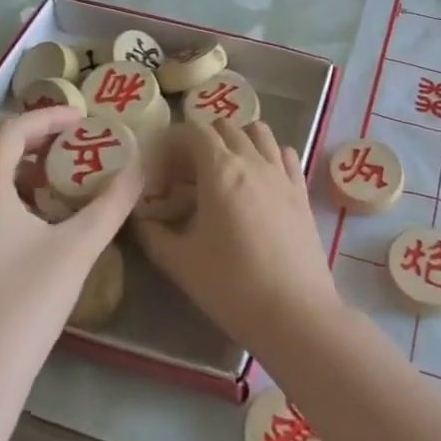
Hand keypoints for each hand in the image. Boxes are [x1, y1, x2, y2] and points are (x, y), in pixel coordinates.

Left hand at [0, 107, 140, 421]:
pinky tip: (28, 220)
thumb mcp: (78, 249)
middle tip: (65, 143)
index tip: (84, 120)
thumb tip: (142, 165)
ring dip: (9, 162)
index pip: (12, 129)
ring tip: (53, 178)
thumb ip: (113, 202)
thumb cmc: (23, 308)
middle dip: (25, 134)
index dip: (50, 117)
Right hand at [135, 120, 340, 358]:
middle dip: (203, 137)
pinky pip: (285, 154)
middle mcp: (254, 161)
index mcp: (221, 170)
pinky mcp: (302, 191)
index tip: (160, 157)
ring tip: (223, 166)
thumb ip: (153, 234)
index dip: (174, 137)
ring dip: (238, 138)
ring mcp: (282, 173)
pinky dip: (268, 153)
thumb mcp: (180, 263)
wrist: (294, 312)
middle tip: (186, 167)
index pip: (195, 131)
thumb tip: (139, 218)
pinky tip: (259, 177)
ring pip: (260, 133)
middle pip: (227, 127)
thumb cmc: (231, 286)